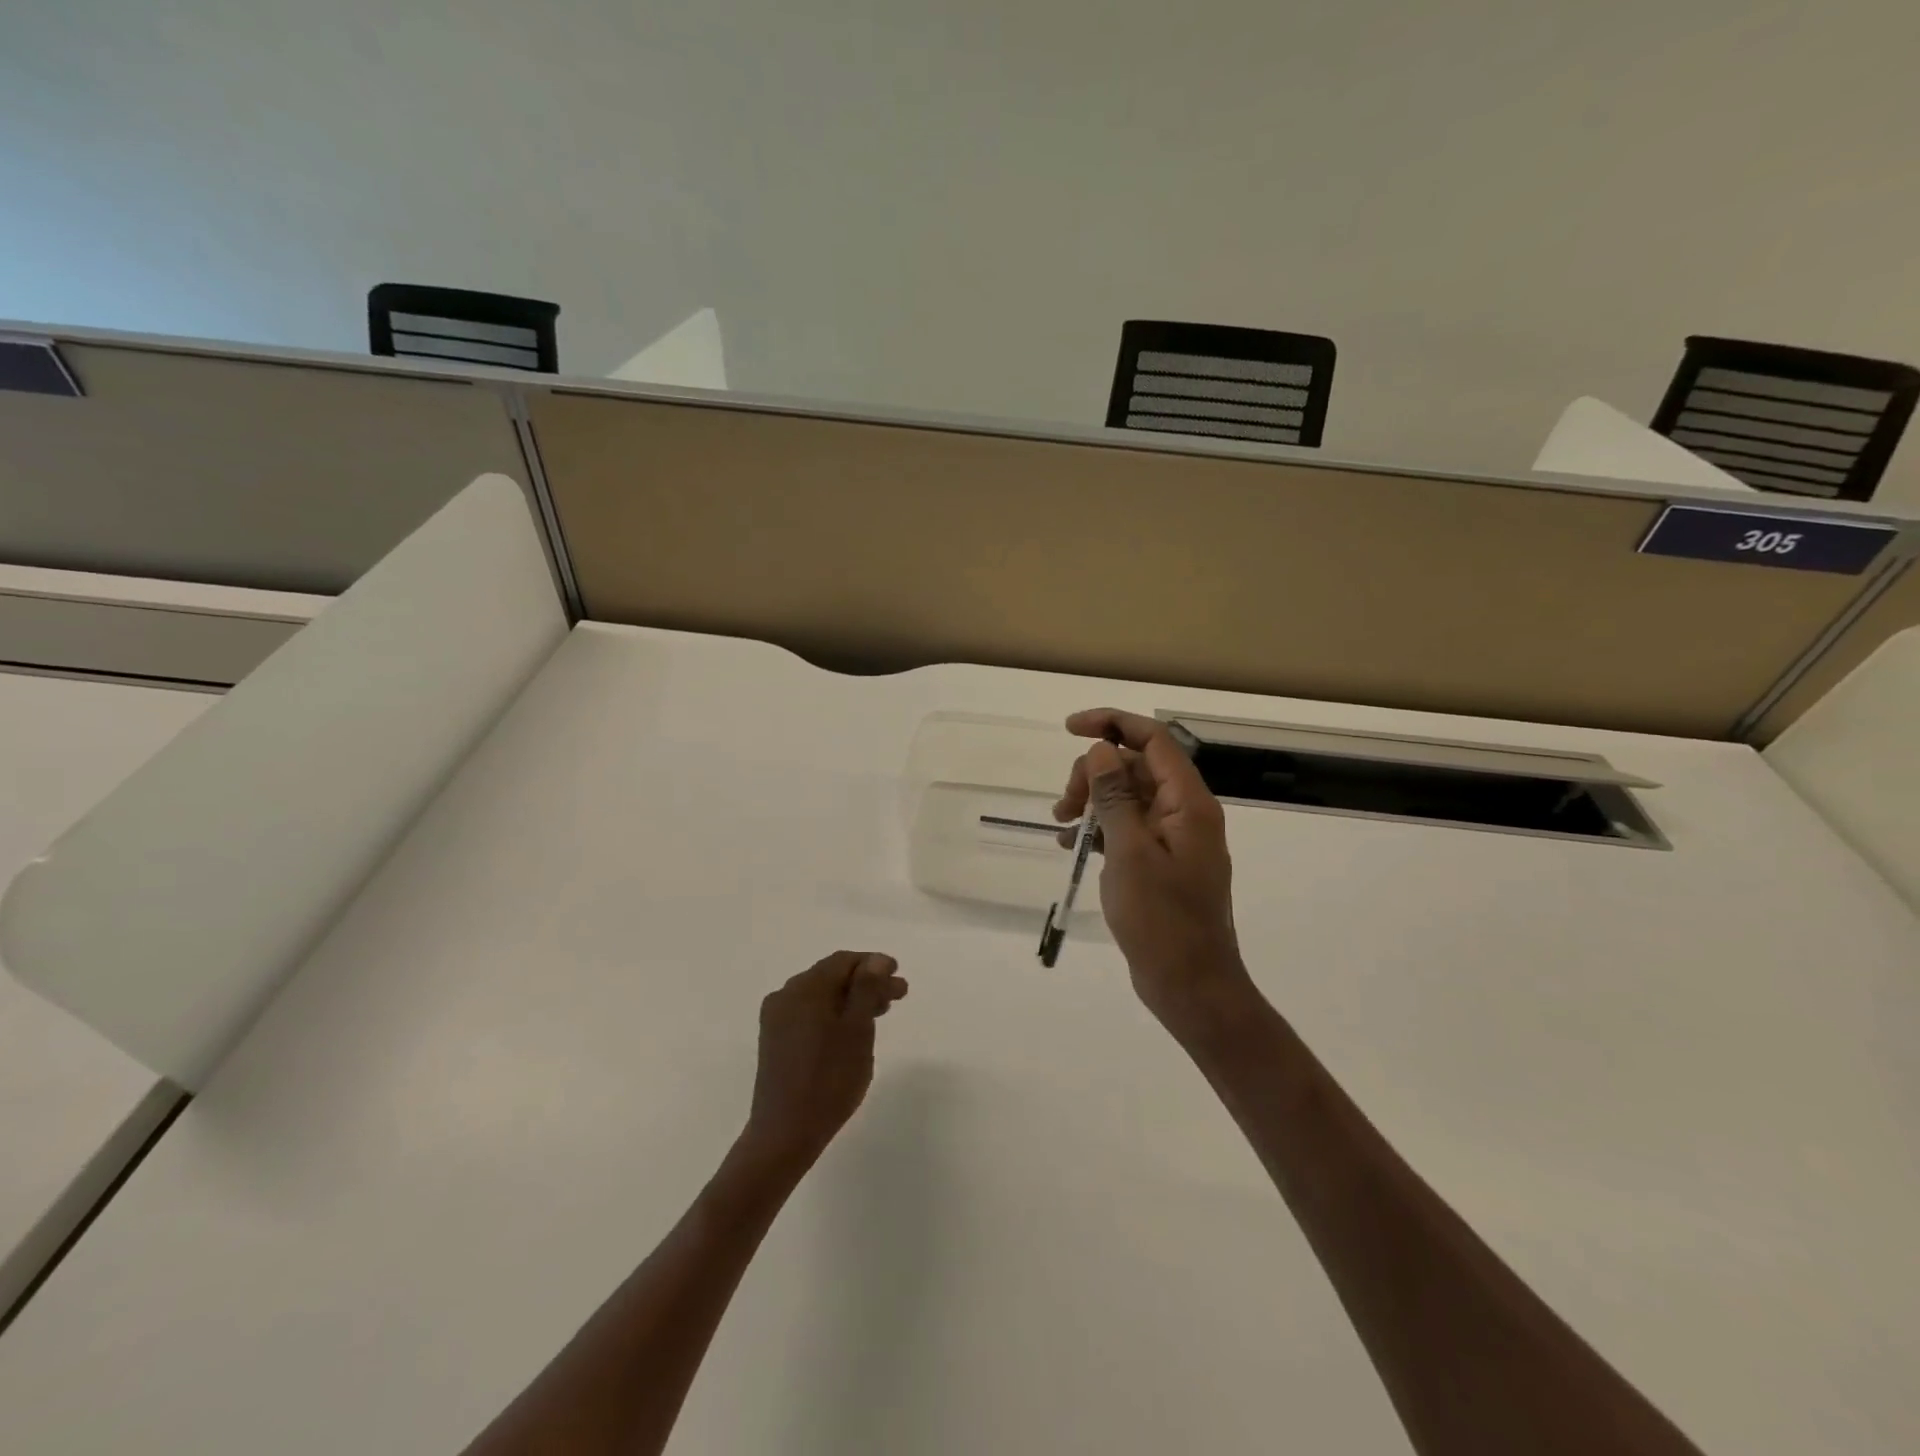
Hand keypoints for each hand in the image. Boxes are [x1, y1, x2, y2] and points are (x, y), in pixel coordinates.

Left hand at [740, 950, 907, 1174]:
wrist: (784, 1134)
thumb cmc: (829, 1080)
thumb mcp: (857, 1030)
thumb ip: (867, 989)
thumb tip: (875, 959)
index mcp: (805, 988)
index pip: (844, 961)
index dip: (874, 964)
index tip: (898, 976)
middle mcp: (786, 995)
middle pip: (832, 977)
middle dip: (866, 983)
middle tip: (898, 996)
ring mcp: (777, 1018)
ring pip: (821, 996)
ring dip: (852, 999)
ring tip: (879, 1014)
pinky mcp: (775, 1040)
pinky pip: (809, 1013)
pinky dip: (833, 1014)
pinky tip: (850, 1031)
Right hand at [1054, 709, 1255, 1036]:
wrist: (1191, 985)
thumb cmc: (1161, 919)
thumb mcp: (1129, 852)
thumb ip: (1115, 796)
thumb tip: (1101, 751)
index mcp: (1188, 803)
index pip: (1153, 740)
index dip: (1112, 724)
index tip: (1070, 729)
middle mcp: (1185, 813)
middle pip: (1137, 767)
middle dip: (1095, 774)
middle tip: (1064, 804)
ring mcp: (1174, 840)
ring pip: (1129, 797)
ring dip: (1093, 801)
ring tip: (1061, 825)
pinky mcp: (1162, 863)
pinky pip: (1129, 828)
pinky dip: (1100, 829)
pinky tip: (1071, 845)